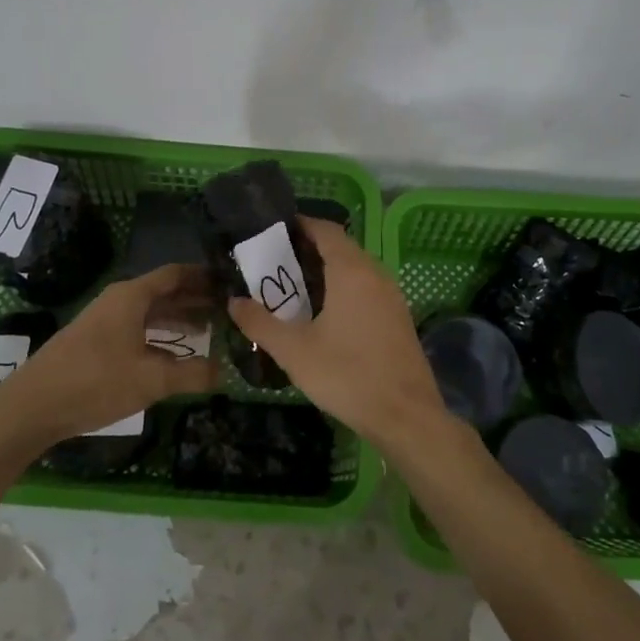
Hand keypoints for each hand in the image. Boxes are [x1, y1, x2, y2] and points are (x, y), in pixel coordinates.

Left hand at [0, 264, 216, 445]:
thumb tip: (225, 372)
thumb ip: (192, 374)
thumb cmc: (96, 382)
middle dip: (195, 300)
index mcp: (132, 296)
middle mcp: (119, 301)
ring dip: (178, 320)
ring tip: (208, 331)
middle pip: (164, 292)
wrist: (32, 406)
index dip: (204, 277)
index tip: (230, 282)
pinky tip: (173, 355)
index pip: (176, 274)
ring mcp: (105, 321)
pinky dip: (159, 336)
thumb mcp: (151, 380)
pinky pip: (137, 329)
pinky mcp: (95, 342)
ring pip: (150, 313)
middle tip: (228, 309)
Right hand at [227, 217, 448, 450]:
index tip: (273, 230)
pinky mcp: (398, 316)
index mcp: (351, 271)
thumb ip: (260, 323)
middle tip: (276, 261)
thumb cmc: (347, 375)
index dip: (301, 224)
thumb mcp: (294, 352)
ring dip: (328, 269)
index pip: (325, 229)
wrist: (406, 415)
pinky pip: (367, 287)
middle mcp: (375, 274)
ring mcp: (391, 295)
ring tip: (295, 286)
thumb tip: (233, 302)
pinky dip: (345, 287)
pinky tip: (326, 313)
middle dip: (309, 248)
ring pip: (356, 268)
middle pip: (341, 246)